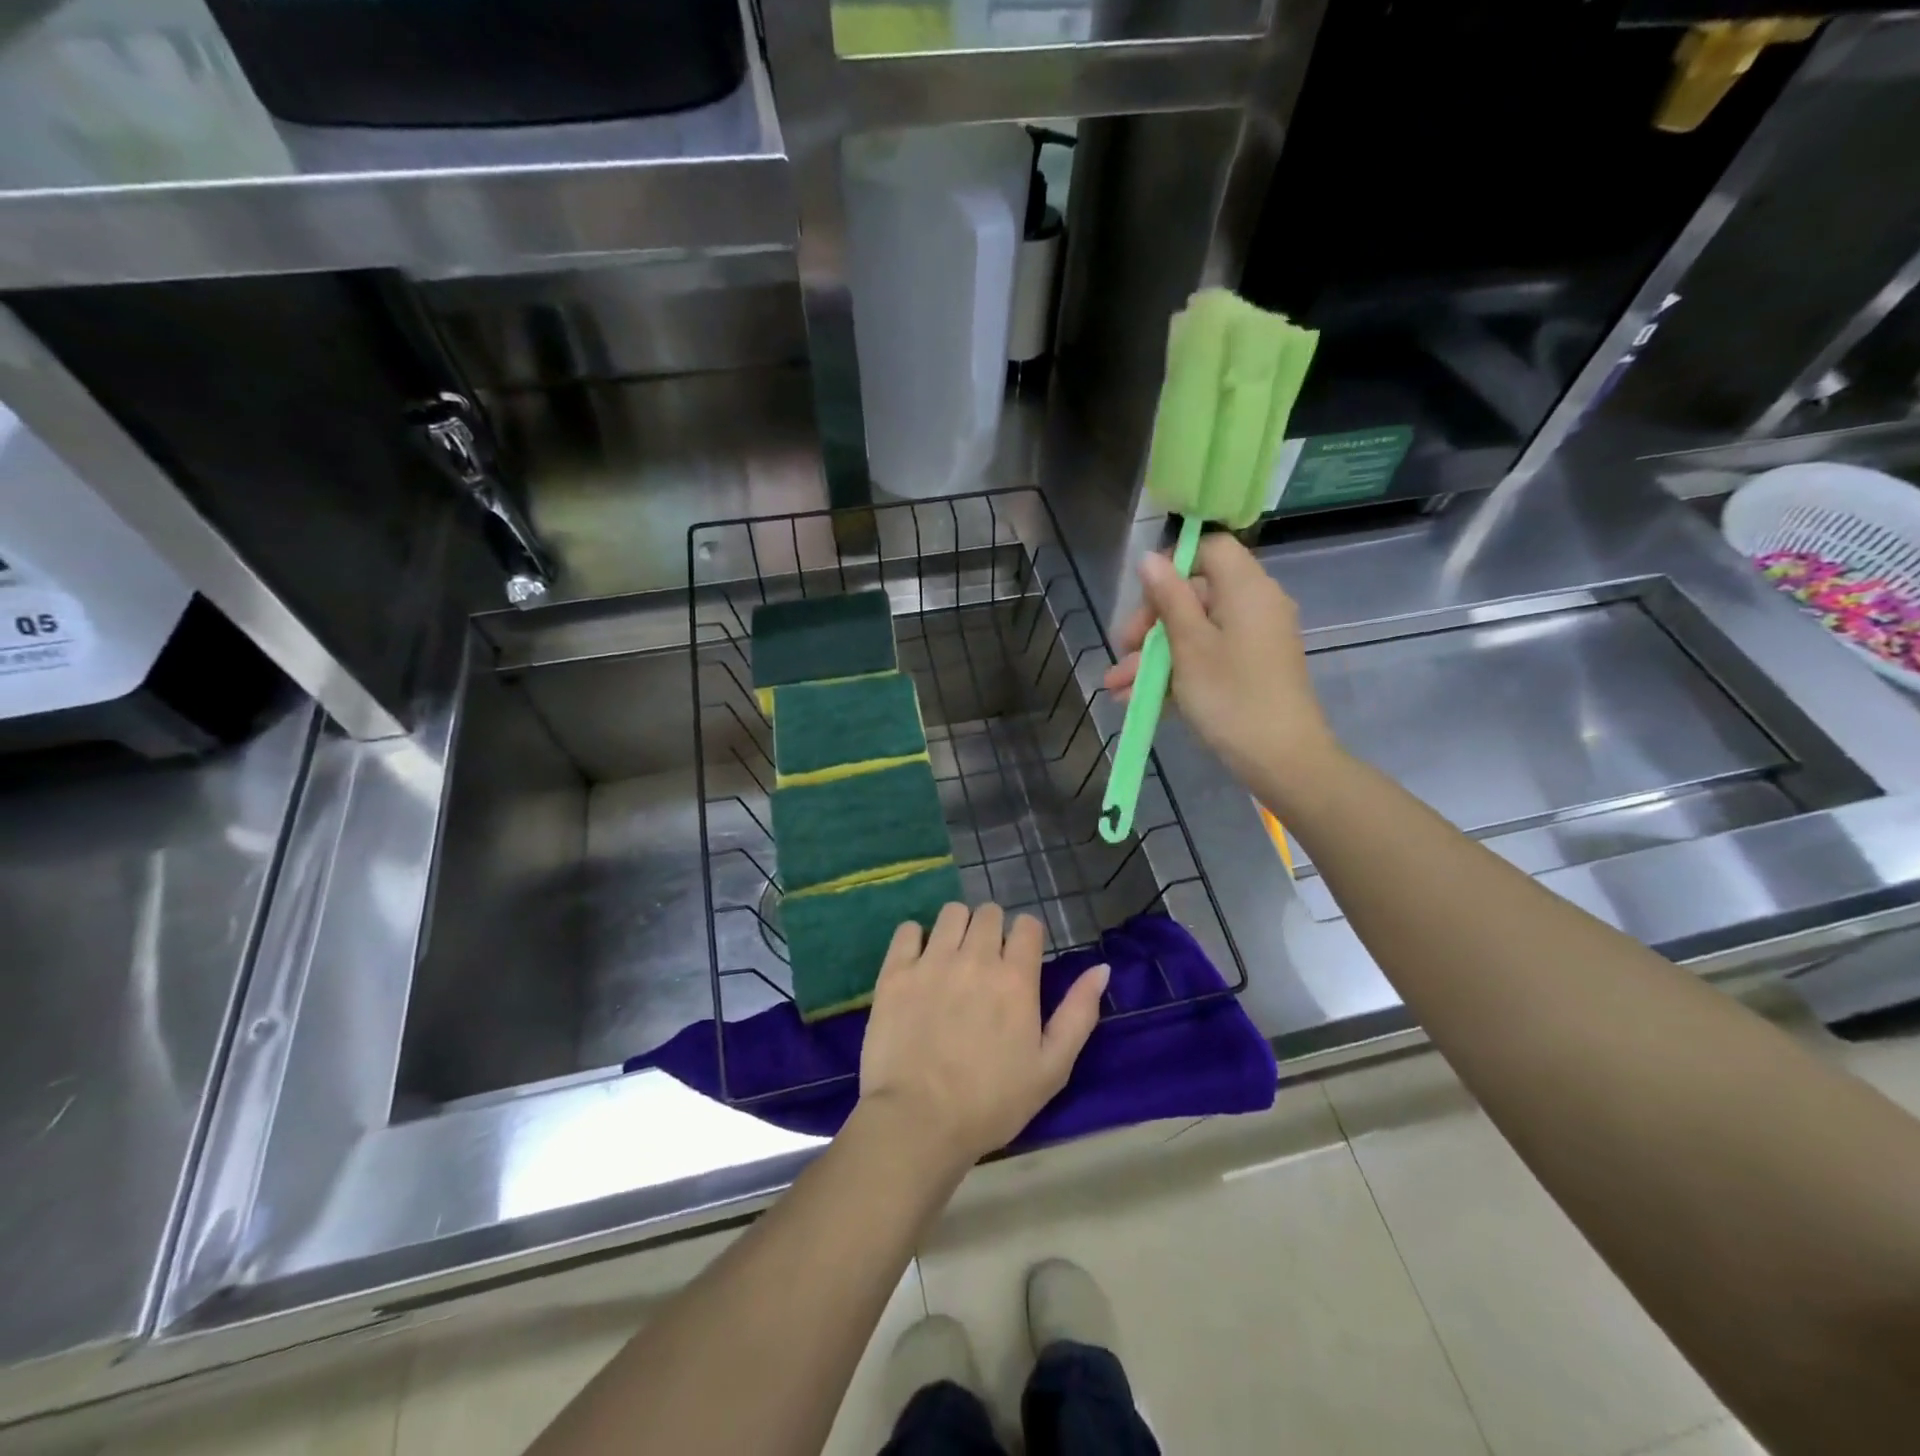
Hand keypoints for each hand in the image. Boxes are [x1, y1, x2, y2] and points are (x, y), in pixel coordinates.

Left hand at [858, 902, 1108, 1166]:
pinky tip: (919, 963)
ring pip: (952, 912)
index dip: (1027, 939)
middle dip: (993, 930)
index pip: (1028, 925)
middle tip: (986, 963)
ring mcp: (932, 961)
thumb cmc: (991, 1103)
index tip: (1020, 960)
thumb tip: (1101, 968)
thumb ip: (1079, 1013)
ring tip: (953, 958)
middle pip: (989, 913)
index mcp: (1016, 978)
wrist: (919, 1122)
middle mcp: (975, 957)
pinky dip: (916, 939)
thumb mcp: (1052, 1068)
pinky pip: (908, 930)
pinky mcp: (895, 972)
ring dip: (958, 928)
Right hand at [1103, 532, 1337, 788]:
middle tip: (1121, 650)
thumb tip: (1150, 558)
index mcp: (1246, 589)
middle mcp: (1254, 606)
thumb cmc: (1231, 695)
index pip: (1210, 550)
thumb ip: (1169, 598)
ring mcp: (1253, 641)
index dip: (1173, 566)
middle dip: (1151, 624)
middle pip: (1195, 595)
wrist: (1281, 759)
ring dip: (1152, 657)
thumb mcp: (1189, 646)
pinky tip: (1137, 699)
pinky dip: (1175, 673)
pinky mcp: (1250, 670)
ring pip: (1194, 633)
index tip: (1143, 598)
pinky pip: (1207, 658)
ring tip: (1115, 688)